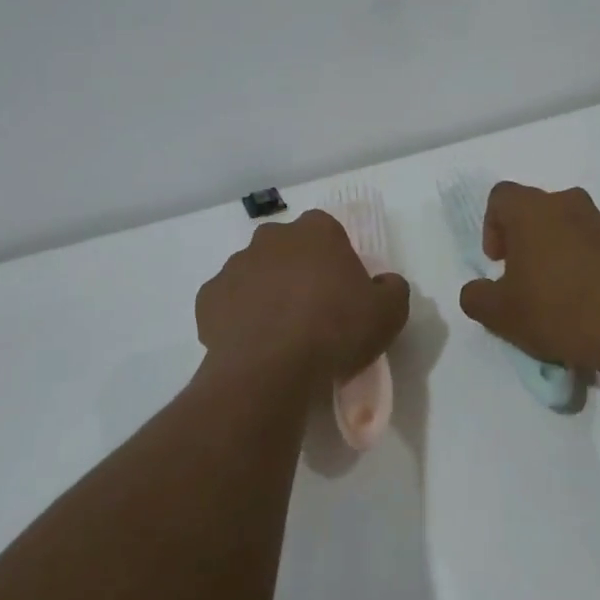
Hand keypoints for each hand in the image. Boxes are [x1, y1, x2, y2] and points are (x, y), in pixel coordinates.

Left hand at [196, 210, 409, 392]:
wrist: (271, 368)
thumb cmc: (335, 329)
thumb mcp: (389, 313)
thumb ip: (392, 289)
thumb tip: (384, 283)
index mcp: (316, 231)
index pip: (328, 231)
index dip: (336, 259)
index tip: (342, 290)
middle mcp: (271, 238)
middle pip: (288, 248)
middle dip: (298, 270)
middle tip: (313, 310)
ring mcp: (235, 265)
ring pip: (255, 273)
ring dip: (266, 292)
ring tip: (281, 332)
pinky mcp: (208, 298)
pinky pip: (228, 302)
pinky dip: (238, 317)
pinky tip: (252, 343)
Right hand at [458, 182, 599, 382]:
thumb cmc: (557, 310)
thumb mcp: (500, 314)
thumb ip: (476, 297)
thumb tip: (477, 290)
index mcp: (532, 209)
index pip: (501, 197)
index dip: (492, 226)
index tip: (498, 262)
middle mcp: (568, 203)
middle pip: (536, 209)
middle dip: (525, 238)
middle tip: (523, 278)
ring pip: (568, 226)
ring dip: (556, 249)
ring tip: (556, 292)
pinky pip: (595, 245)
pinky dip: (585, 263)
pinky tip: (586, 301)